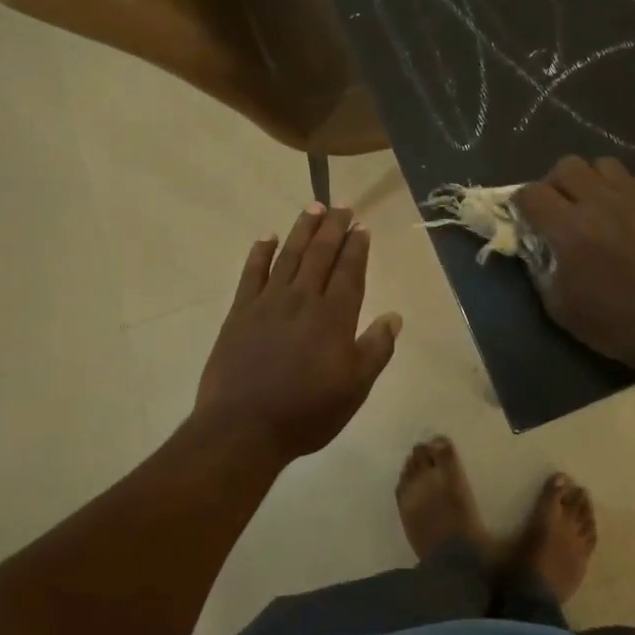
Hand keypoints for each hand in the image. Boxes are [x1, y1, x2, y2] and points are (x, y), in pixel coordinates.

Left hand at [193, 204, 402, 461]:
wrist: (243, 427)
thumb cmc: (306, 412)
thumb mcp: (355, 388)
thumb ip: (376, 349)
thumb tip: (394, 316)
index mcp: (334, 316)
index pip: (349, 271)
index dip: (357, 247)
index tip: (361, 226)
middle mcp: (302, 299)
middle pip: (320, 255)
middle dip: (333, 228)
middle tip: (341, 206)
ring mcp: (268, 303)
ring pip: (289, 256)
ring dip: (302, 230)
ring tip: (312, 208)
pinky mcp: (240, 312)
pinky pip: (251, 273)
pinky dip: (259, 253)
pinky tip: (266, 238)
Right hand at [514, 157, 634, 368]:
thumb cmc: (612, 322)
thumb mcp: (559, 306)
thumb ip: (539, 268)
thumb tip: (534, 245)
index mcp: (568, 229)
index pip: (531, 193)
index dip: (521, 202)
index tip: (524, 217)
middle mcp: (598, 202)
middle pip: (566, 166)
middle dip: (554, 184)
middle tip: (558, 207)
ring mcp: (632, 198)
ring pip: (601, 164)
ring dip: (589, 180)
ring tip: (591, 203)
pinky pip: (632, 178)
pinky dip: (619, 188)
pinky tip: (621, 211)